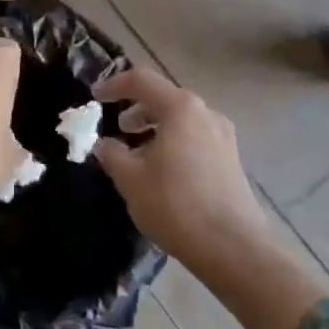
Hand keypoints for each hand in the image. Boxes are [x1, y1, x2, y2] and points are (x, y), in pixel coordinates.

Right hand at [91, 67, 266, 275]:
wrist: (233, 247)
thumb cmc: (175, 204)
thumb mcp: (130, 178)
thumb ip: (112, 154)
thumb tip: (105, 144)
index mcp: (180, 108)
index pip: (141, 80)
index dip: (114, 85)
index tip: (95, 98)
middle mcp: (206, 113)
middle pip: (165, 98)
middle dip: (137, 109)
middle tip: (118, 127)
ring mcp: (223, 137)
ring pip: (182, 120)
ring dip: (156, 127)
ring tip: (137, 152)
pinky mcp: (231, 160)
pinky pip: (196, 138)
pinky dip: (174, 142)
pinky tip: (163, 170)